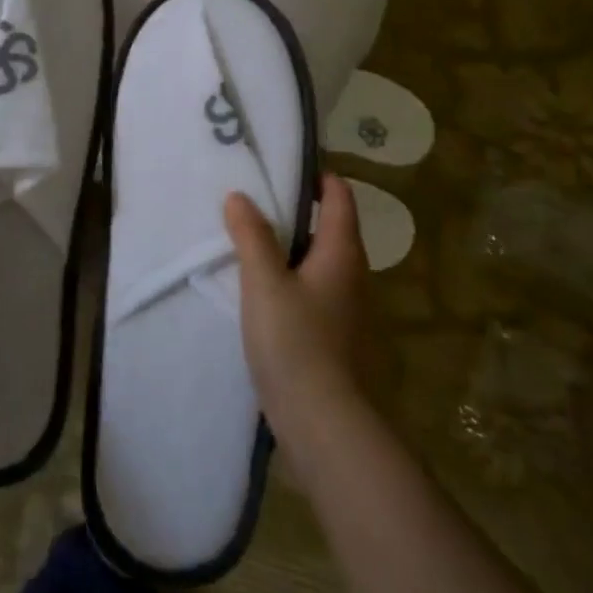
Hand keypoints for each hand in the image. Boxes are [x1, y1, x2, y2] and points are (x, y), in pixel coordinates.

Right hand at [225, 173, 367, 426]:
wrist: (323, 422)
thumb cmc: (295, 342)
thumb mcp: (264, 282)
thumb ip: (251, 236)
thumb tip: (240, 196)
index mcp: (342, 252)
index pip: (339, 196)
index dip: (316, 177)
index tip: (280, 170)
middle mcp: (353, 275)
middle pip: (328, 228)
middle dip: (294, 213)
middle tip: (251, 205)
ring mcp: (347, 308)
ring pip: (318, 263)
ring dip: (288, 250)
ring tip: (247, 245)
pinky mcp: (334, 336)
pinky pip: (312, 292)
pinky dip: (289, 281)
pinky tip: (259, 293)